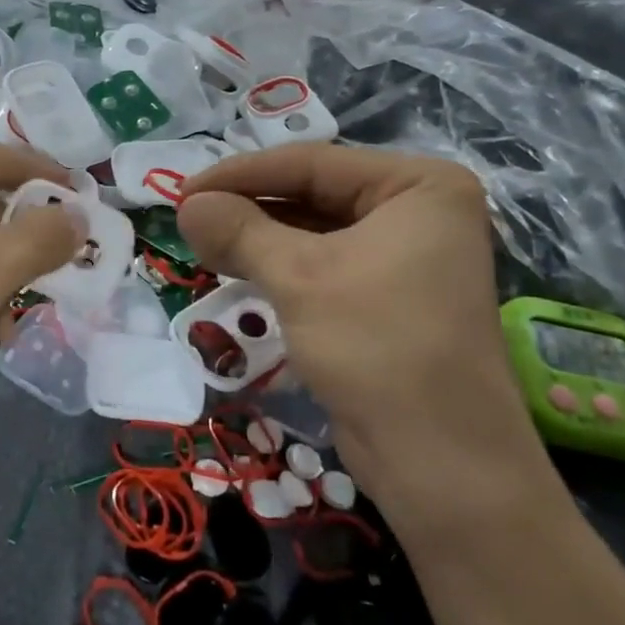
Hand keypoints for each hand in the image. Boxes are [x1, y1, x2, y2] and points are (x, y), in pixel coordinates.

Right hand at [176, 145, 559, 537]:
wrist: (441, 462)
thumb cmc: (378, 347)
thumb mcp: (300, 278)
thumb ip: (240, 231)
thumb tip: (186, 204)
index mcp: (418, 185)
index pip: (312, 163)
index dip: (240, 174)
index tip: (182, 190)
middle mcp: (416, 212)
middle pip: (312, 193)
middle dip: (248, 206)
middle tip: (188, 217)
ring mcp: (403, 256)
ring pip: (312, 231)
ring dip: (257, 237)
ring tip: (200, 242)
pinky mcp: (384, 297)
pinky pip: (320, 265)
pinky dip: (277, 266)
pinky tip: (235, 269)